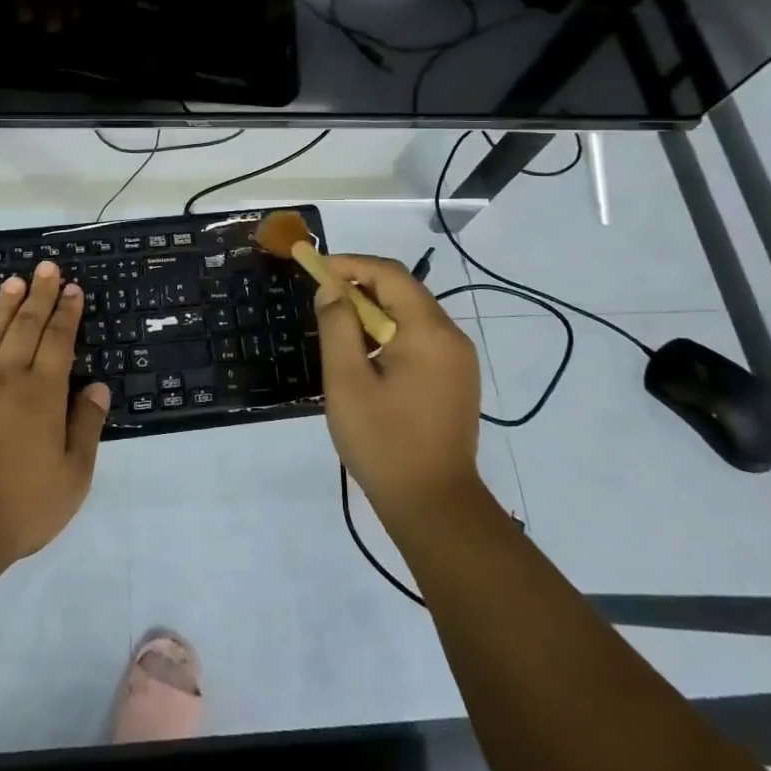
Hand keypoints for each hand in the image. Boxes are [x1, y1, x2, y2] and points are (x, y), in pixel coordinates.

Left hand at [0, 261, 110, 561]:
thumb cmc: (22, 504)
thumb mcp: (73, 475)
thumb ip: (86, 426)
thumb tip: (97, 387)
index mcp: (43, 393)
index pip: (59, 340)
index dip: (67, 312)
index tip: (72, 287)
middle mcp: (6, 379)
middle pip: (25, 327)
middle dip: (39, 295)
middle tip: (46, 267)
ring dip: (3, 308)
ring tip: (13, 282)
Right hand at [316, 254, 483, 529]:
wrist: (434, 506)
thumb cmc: (384, 442)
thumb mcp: (347, 381)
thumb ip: (337, 326)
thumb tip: (331, 288)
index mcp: (429, 331)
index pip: (389, 274)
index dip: (349, 264)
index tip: (313, 268)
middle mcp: (451, 337)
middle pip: (403, 290)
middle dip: (359, 286)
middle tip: (320, 297)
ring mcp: (458, 360)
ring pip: (410, 314)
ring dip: (372, 311)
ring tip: (336, 327)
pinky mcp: (455, 379)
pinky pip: (419, 338)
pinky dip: (388, 333)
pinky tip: (364, 356)